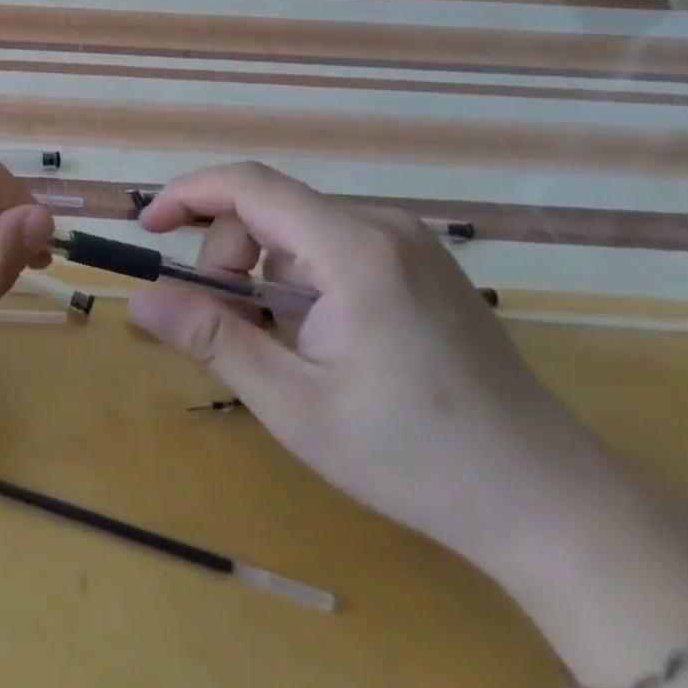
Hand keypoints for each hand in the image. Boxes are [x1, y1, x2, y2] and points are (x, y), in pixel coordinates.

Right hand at [128, 162, 617, 576]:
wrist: (550, 503)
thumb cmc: (413, 456)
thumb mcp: (293, 404)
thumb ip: (211, 339)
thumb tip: (138, 299)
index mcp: (353, 249)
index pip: (248, 184)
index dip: (186, 195)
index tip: (147, 229)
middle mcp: (382, 225)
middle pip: (269, 210)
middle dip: (228, 260)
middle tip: (232, 331)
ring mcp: (408, 243)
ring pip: (296, 231)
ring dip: (263, 277)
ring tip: (283, 347)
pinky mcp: (420, 265)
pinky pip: (330, 248)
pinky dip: (298, 281)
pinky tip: (319, 339)